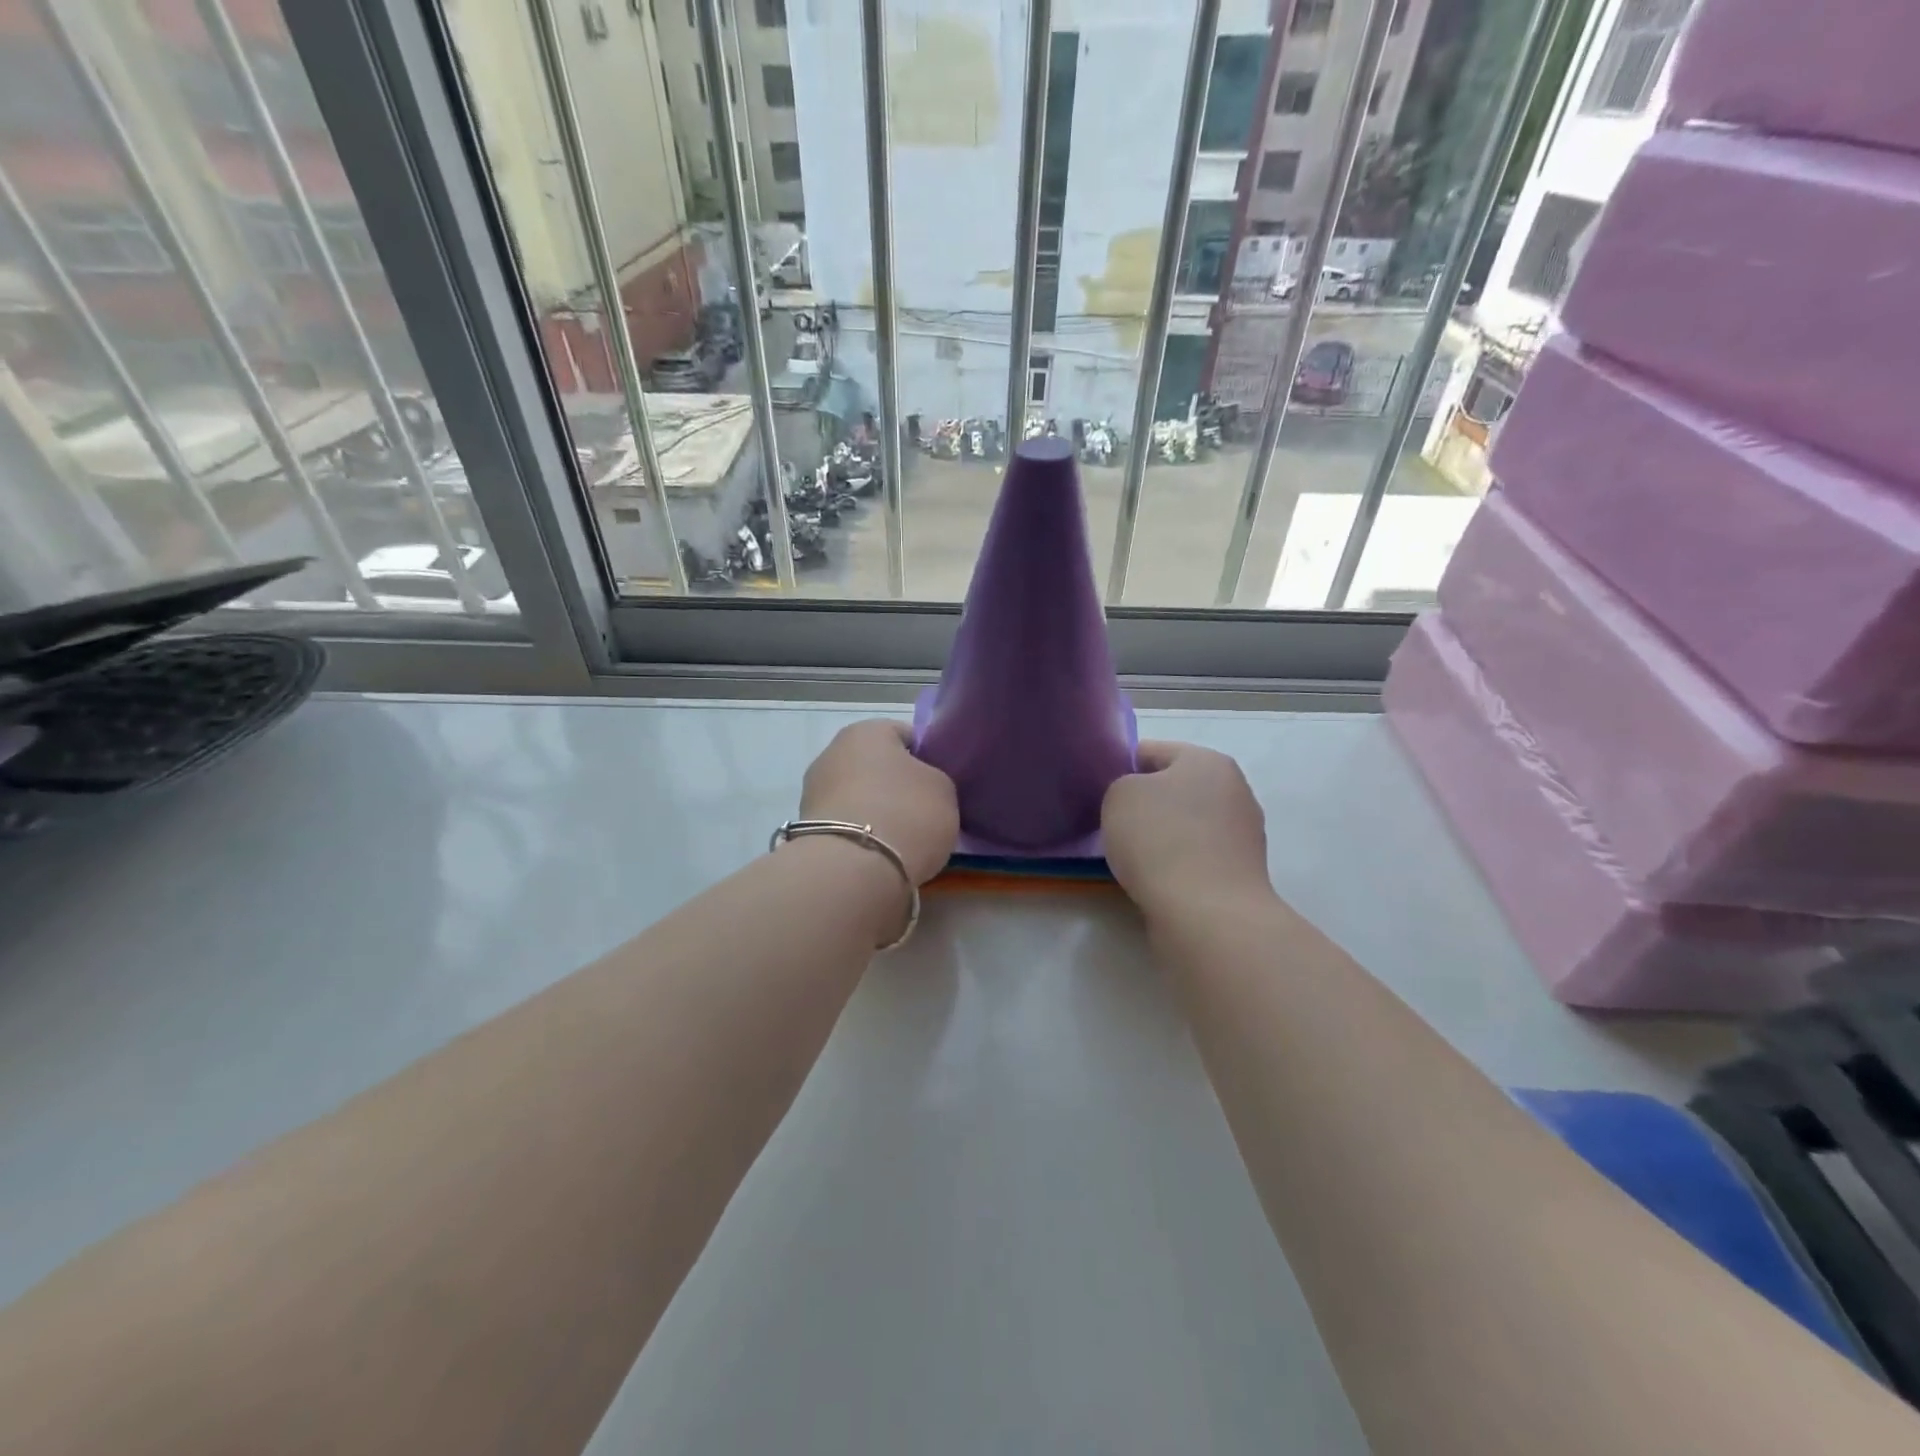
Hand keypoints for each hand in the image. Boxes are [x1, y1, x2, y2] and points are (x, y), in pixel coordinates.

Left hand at [799, 719, 958, 885]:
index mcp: (867, 731)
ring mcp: (814, 790)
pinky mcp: (806, 827)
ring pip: (858, 795)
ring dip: (876, 810)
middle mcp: (833, 752)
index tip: (938, 783)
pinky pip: (845, 823)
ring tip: (900, 839)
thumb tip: (919, 786)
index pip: (905, 734)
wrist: (854, 869)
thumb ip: (933, 778)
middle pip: (876, 765)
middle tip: (921, 812)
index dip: (926, 757)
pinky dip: (860, 833)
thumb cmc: (906, 813)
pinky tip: (879, 853)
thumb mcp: (943, 789)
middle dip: (896, 785)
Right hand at [1102, 741, 1271, 920]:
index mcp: (1208, 760)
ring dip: (1161, 835)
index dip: (1121, 767)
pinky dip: (1175, 863)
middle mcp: (1234, 790)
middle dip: (1145, 803)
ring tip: (1130, 856)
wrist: (1206, 914)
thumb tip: (1138, 800)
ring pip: (1186, 824)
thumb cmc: (1160, 840)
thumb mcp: (1119, 795)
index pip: (1152, 751)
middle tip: (1112, 823)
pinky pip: (1196, 856)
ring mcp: (1242, 834)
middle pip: (1174, 788)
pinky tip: (1154, 878)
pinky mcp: (1241, 872)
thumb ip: (1122, 785)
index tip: (1099, 792)